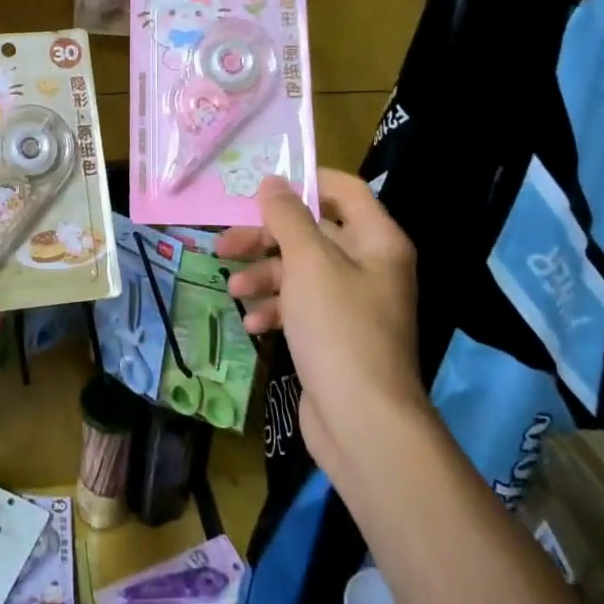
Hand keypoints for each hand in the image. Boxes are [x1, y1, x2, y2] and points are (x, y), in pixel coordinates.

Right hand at [220, 171, 427, 490]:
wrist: (362, 421)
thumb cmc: (338, 327)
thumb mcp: (308, 262)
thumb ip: (287, 217)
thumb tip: (272, 182)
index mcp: (376, 241)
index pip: (343, 190)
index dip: (305, 182)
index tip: (261, 187)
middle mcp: (368, 266)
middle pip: (313, 232)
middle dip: (267, 237)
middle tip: (226, 242)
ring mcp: (351, 303)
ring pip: (300, 271)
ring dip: (264, 275)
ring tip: (233, 288)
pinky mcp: (334, 335)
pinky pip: (300, 307)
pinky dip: (275, 309)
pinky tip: (252, 323)